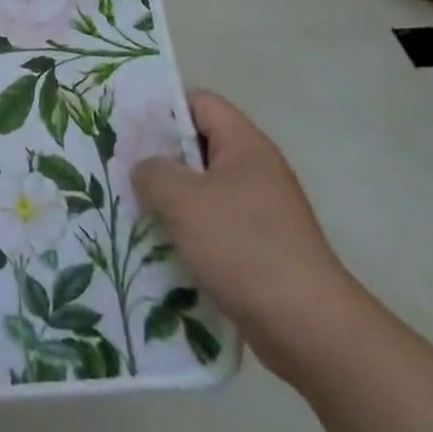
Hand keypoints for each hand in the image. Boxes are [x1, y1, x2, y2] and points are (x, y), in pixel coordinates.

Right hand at [131, 91, 360, 384]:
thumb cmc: (244, 248)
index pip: (200, 103)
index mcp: (245, 144)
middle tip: (123, 171)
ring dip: (170, 199)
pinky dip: (187, 231)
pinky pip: (213, 224)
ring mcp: (259, 210)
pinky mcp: (258, 246)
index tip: (129, 130)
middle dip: (160, 158)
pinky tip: (160, 246)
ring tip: (133, 210)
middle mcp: (255, 169)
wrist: (309, 329)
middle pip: (198, 146)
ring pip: (202, 189)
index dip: (163, 109)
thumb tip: (146, 168)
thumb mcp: (184, 201)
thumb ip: (154, 172)